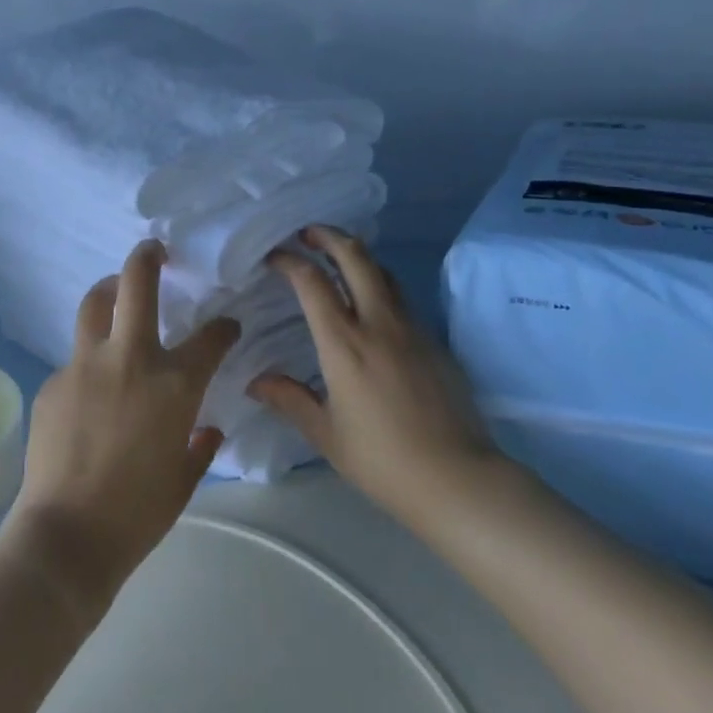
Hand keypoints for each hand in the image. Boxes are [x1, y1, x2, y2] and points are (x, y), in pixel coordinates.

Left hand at [0, 240, 238, 615]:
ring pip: (94, 305)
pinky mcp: (52, 382)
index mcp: (174, 383)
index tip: (226, 327)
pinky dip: (89, 363)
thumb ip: (200, 445)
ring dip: (109, 291)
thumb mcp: (184, 480)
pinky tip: (89, 394)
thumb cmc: (138, 513)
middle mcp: (129, 358)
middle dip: (148, 256)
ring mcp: (84, 365)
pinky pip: (74, 360)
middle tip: (154, 250)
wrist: (67, 536)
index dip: (223, 327)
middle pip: (134, 282)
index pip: (211, 337)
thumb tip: (207, 428)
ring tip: (115, 294)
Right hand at [249, 225, 490, 516]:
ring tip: (338, 261)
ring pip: (383, 272)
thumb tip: (255, 382)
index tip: (274, 257)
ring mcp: (411, 328)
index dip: (290, 261)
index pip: (312, 282)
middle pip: (355, 257)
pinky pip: (402, 299)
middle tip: (308, 234)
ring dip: (357, 257)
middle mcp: (378, 323)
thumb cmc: (382, 459)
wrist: (457, 478)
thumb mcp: (326, 434)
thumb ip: (289, 400)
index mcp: (344, 343)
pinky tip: (371, 307)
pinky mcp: (434, 341)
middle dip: (329, 236)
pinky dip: (379, 286)